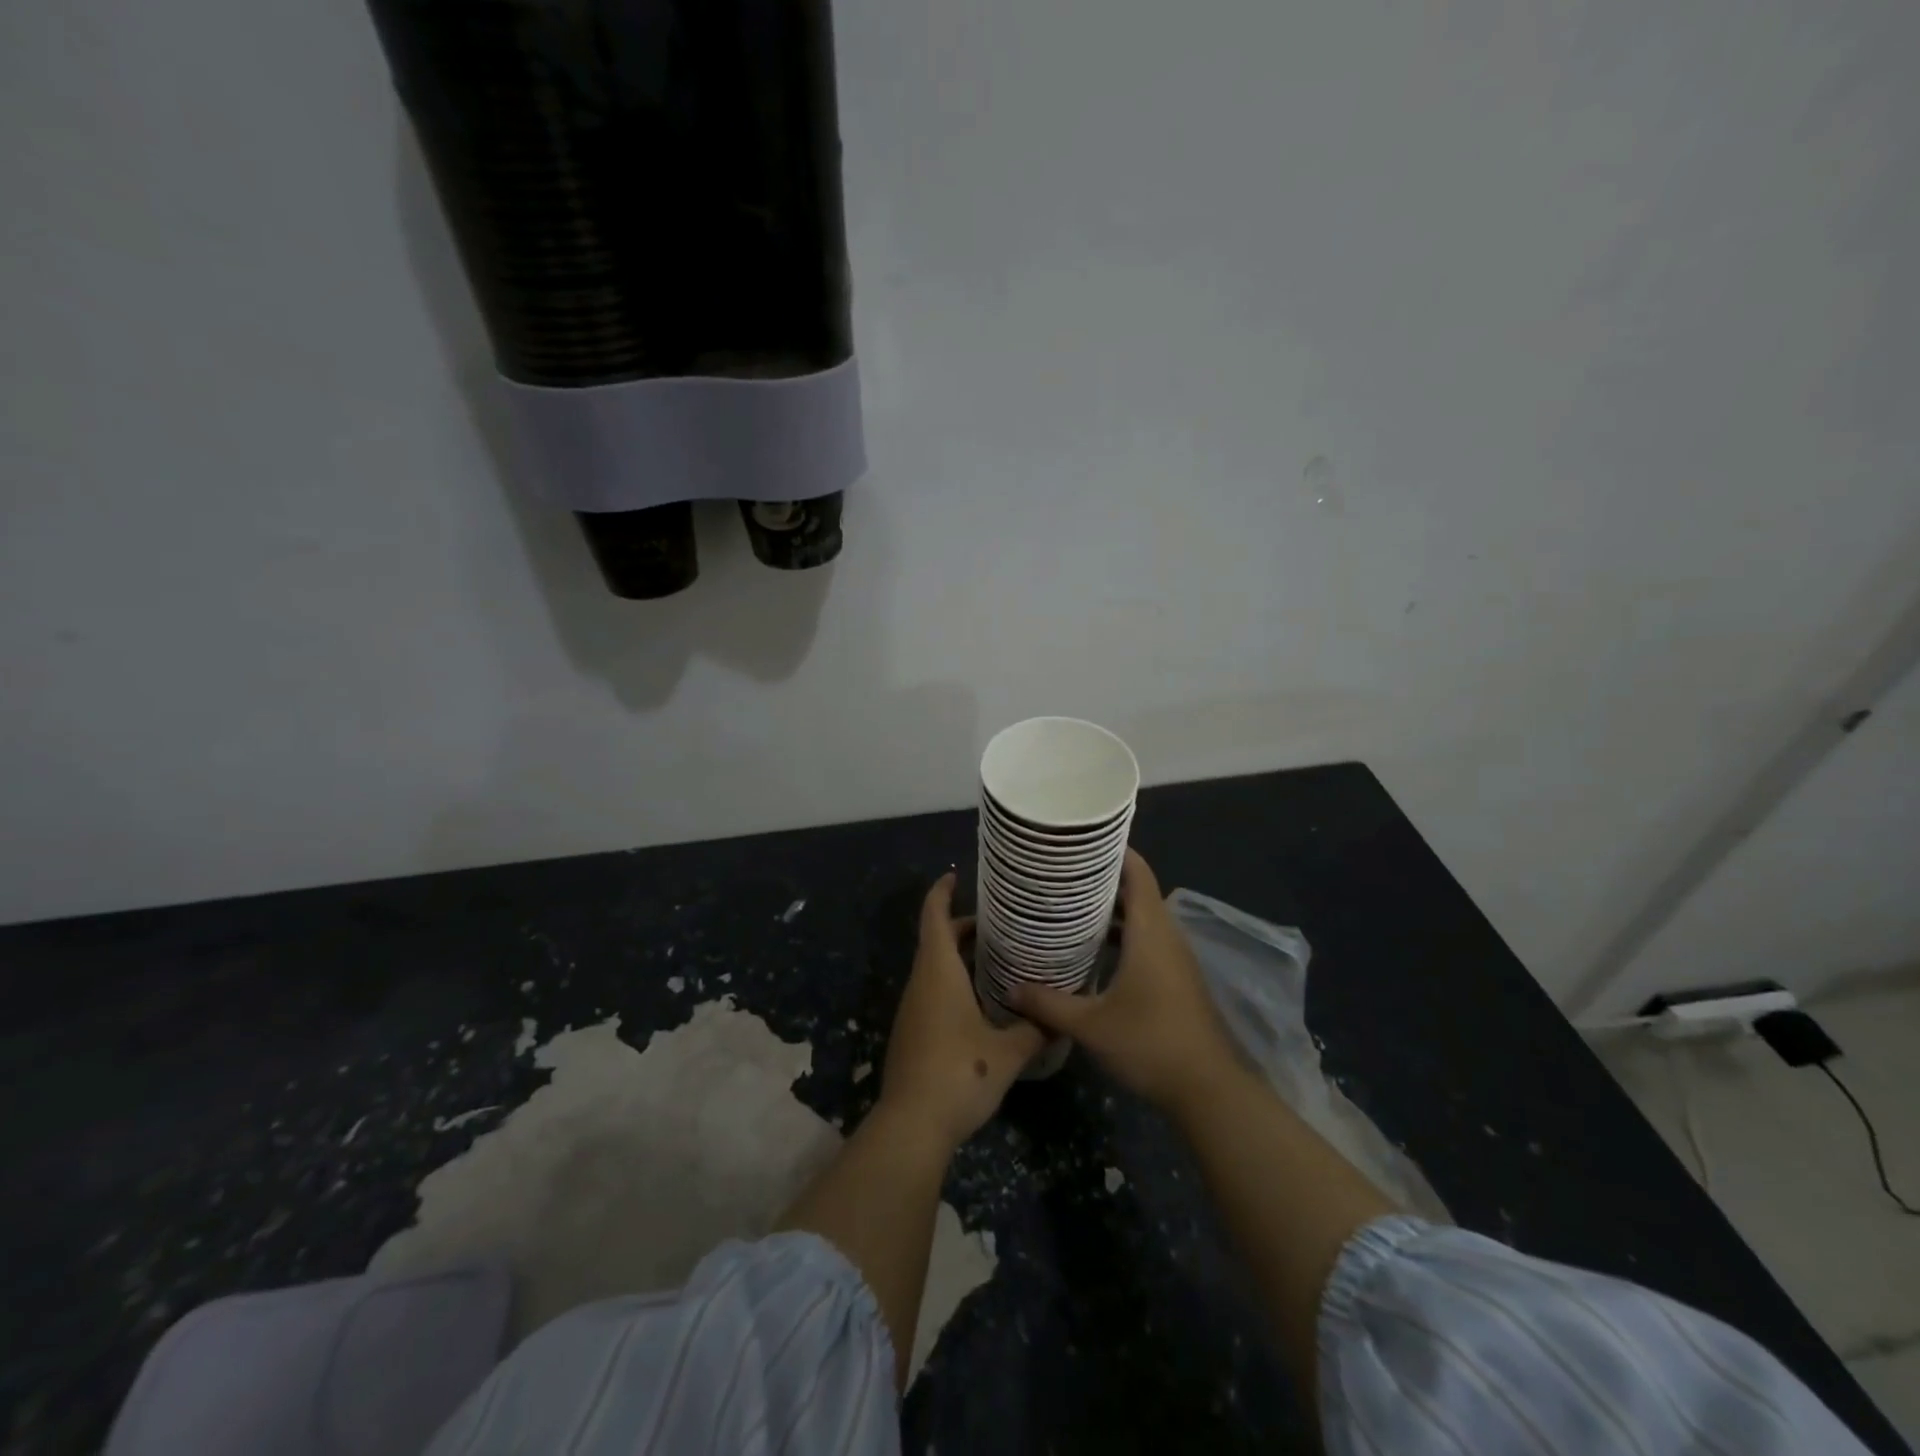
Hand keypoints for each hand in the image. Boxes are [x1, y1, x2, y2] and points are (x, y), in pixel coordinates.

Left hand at [879, 873, 1045, 1150]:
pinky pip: (932, 991)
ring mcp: (912, 1009)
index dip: (942, 893)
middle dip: (963, 927)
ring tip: (998, 958)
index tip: (956, 876)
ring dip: (959, 956)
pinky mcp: (912, 1032)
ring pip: (934, 967)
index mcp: (938, 972)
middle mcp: (921, 983)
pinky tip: (982, 1000)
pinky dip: (954, 981)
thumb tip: (1062, 1018)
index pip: (934, 917)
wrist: (912, 1125)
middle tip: (1001, 924)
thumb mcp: (1007, 1052)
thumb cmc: (959, 1073)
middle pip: (936, 940)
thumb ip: (1035, 1030)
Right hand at [1007, 850, 1237, 1114]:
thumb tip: (1012, 988)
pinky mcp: (1177, 978)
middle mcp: (1166, 935)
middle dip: (1101, 878)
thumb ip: (1049, 1004)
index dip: (1113, 850)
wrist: (1209, 1090)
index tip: (1079, 841)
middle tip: (1061, 873)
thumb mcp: (1091, 1026)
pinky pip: (1148, 939)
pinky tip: (1095, 950)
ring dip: (1112, 909)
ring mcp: (1176, 958)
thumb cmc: (1151, 1044)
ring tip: (1070, 905)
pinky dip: (1123, 934)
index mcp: (1150, 931)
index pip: (1137, 872)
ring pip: (1143, 917)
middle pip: (1137, 890)